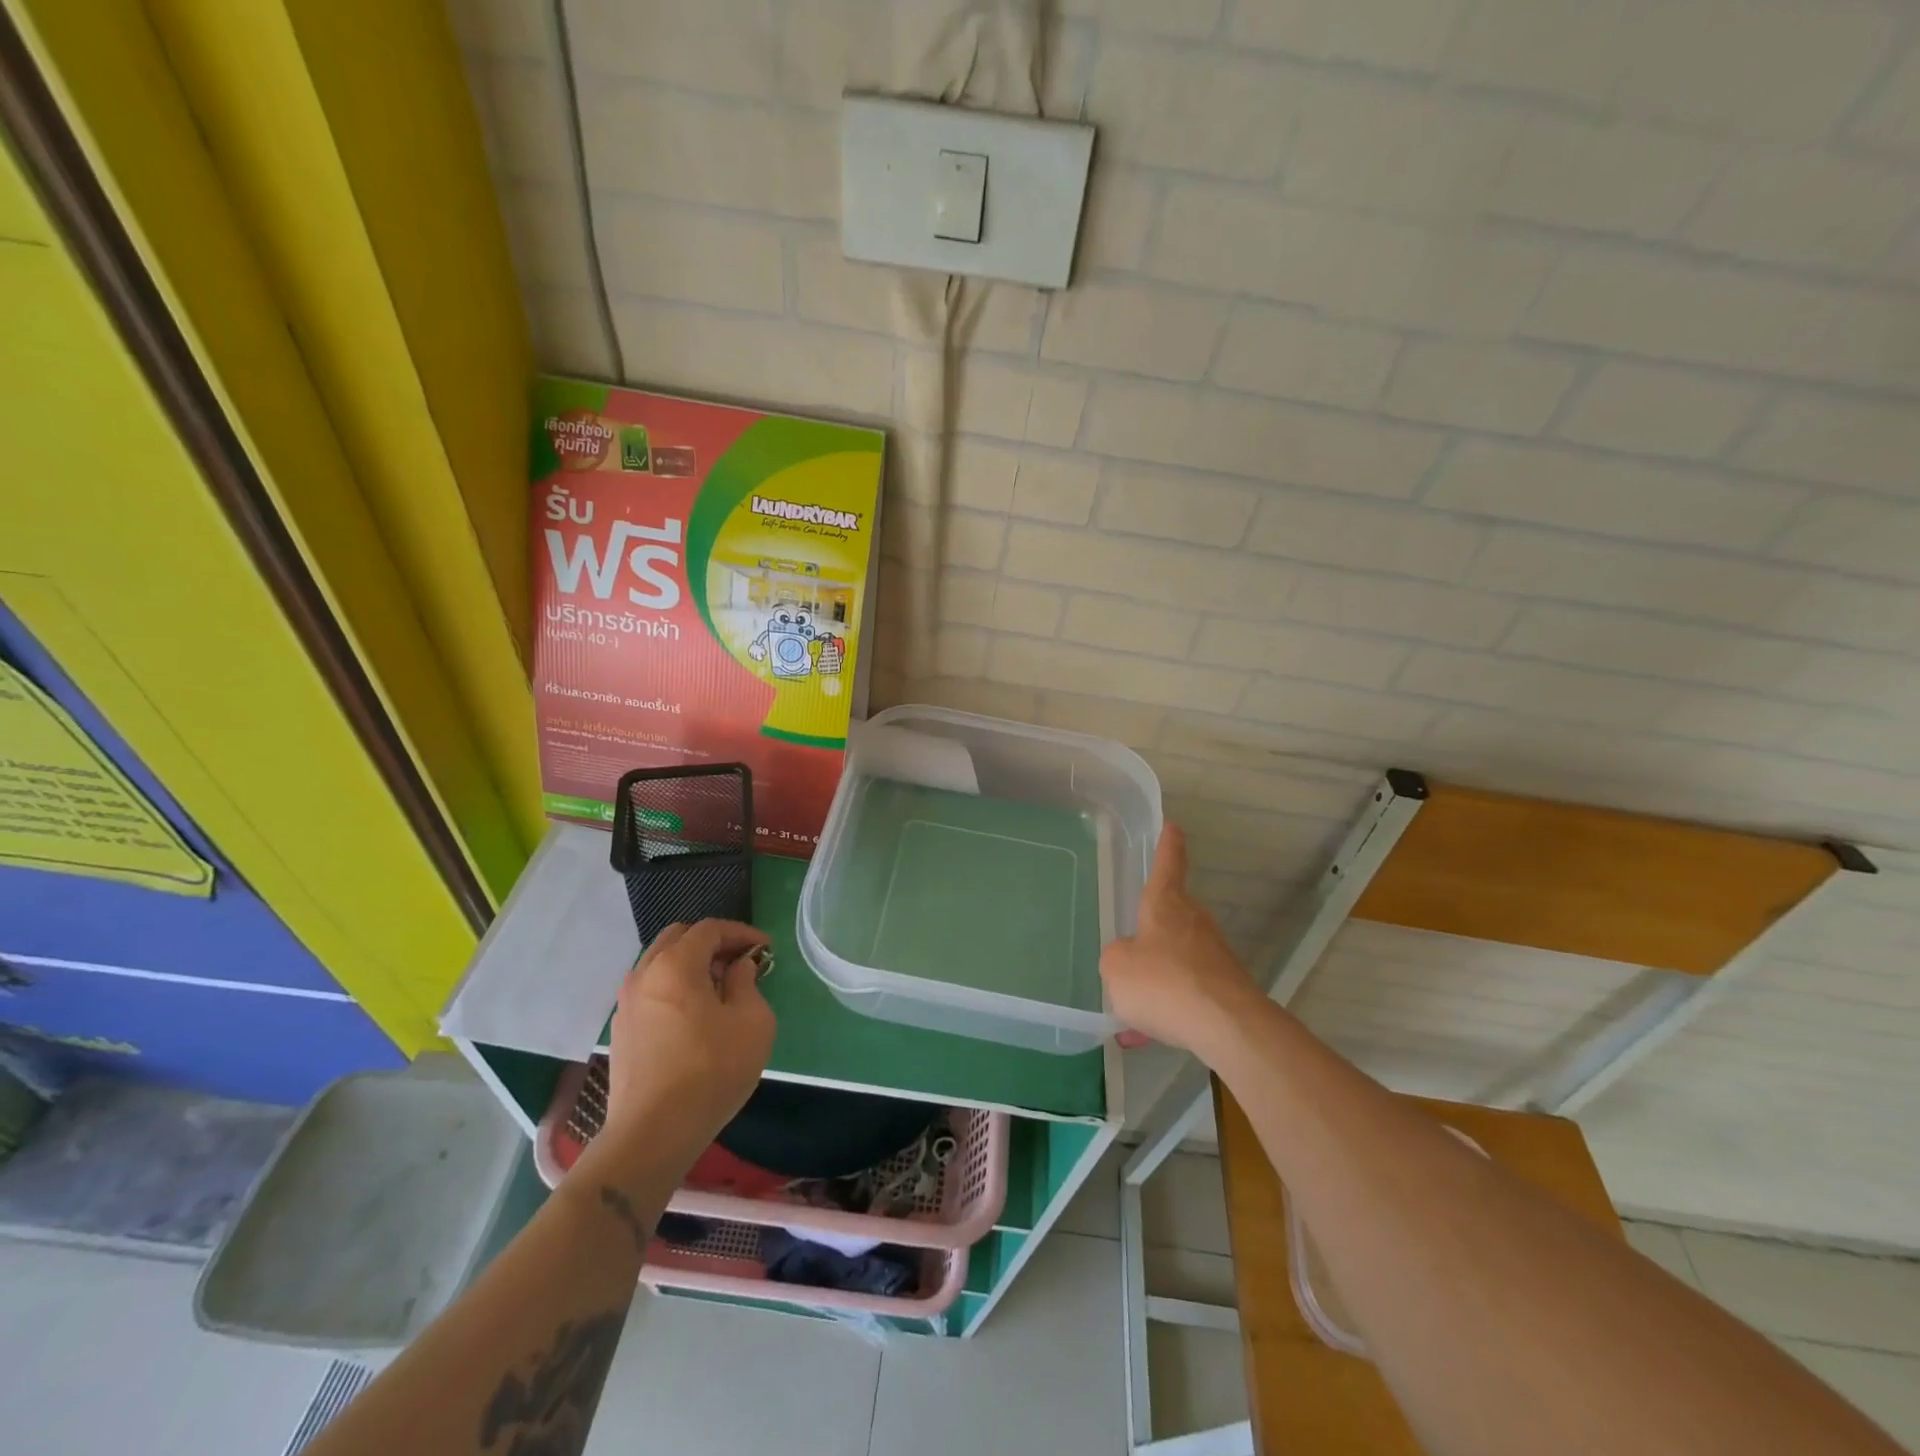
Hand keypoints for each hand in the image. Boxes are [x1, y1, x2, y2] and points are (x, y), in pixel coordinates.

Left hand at [598, 920, 774, 1166]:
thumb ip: (747, 983)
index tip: (765, 949)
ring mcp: (627, 1003)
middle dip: (712, 943)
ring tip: (719, 988)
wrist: (652, 1134)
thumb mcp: (752, 1021)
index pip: (710, 929)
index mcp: (675, 965)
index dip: (741, 932)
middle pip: (678, 938)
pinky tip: (694, 1014)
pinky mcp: (621, 1030)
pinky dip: (674, 986)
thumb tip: (737, 968)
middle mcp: (644, 975)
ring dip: (691, 964)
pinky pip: (651, 990)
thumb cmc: (711, 1071)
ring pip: (660, 963)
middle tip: (740, 962)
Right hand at [1101, 826, 1263, 1054]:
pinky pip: (1187, 989)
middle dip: (1153, 926)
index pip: (1168, 863)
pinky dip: (1169, 1005)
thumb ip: (1116, 957)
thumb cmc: (1164, 983)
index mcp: (1165, 904)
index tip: (1172, 826)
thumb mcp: (1116, 967)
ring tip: (1133, 1007)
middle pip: (1172, 913)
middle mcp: (1194, 920)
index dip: (1168, 844)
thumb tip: (1129, 958)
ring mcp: (1214, 953)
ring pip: (1177, 956)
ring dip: (1157, 974)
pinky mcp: (1226, 986)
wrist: (1228, 1027)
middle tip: (1132, 942)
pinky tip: (1150, 1034)